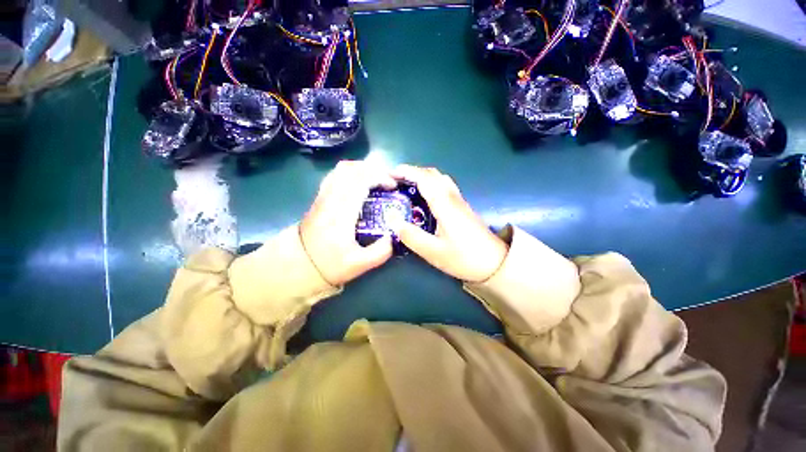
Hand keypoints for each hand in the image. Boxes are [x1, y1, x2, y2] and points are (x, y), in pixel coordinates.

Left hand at [300, 161, 395, 284]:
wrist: (298, 264)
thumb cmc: (328, 264)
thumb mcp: (358, 265)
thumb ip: (380, 252)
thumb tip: (395, 235)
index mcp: (341, 213)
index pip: (360, 181)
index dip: (380, 177)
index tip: (393, 186)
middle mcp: (331, 198)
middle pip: (352, 169)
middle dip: (375, 170)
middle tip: (389, 181)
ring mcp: (323, 195)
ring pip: (342, 168)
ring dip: (363, 168)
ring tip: (377, 179)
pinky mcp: (321, 196)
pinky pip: (336, 174)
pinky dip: (352, 172)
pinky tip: (360, 182)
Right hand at [392, 165, 507, 282]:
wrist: (495, 262)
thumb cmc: (464, 258)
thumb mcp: (434, 252)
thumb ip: (412, 237)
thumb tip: (394, 222)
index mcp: (445, 205)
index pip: (424, 178)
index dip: (406, 171)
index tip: (390, 174)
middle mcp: (452, 197)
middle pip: (432, 174)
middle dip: (412, 172)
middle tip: (396, 181)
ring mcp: (459, 200)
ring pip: (439, 178)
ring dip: (422, 176)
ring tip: (407, 186)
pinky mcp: (462, 206)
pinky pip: (444, 186)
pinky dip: (430, 184)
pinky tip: (424, 197)